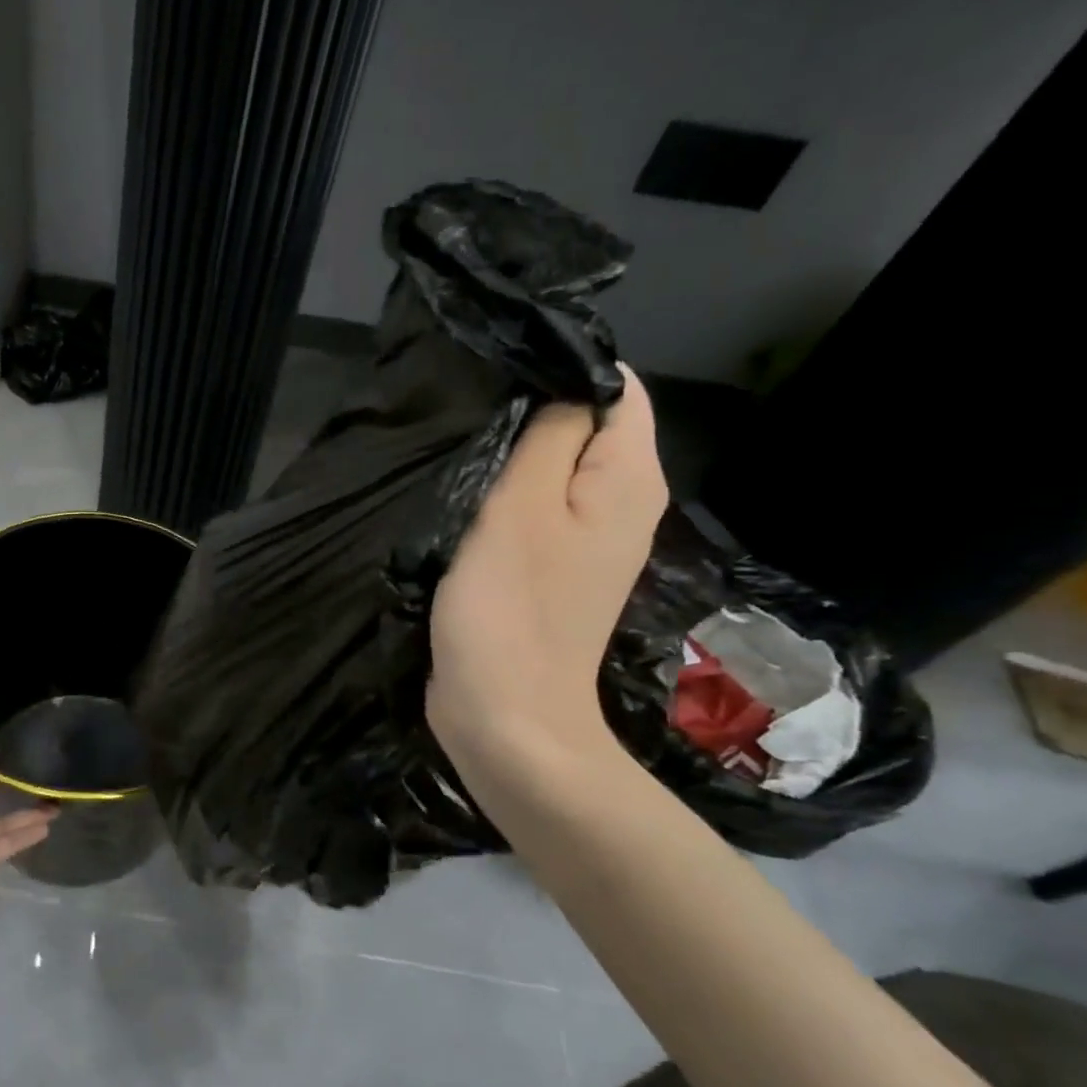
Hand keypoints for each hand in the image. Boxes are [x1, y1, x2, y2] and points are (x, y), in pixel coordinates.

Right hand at [426, 366, 667, 784]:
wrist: (505, 716)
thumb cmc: (511, 610)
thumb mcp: (522, 508)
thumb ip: (549, 437)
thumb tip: (566, 384)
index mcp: (628, 481)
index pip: (618, 389)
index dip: (563, 369)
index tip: (497, 374)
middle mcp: (619, 504)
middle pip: (584, 426)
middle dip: (530, 411)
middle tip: (466, 413)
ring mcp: (583, 541)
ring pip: (551, 468)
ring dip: (509, 456)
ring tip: (458, 449)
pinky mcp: (547, 570)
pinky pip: (530, 509)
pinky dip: (501, 495)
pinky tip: (464, 497)